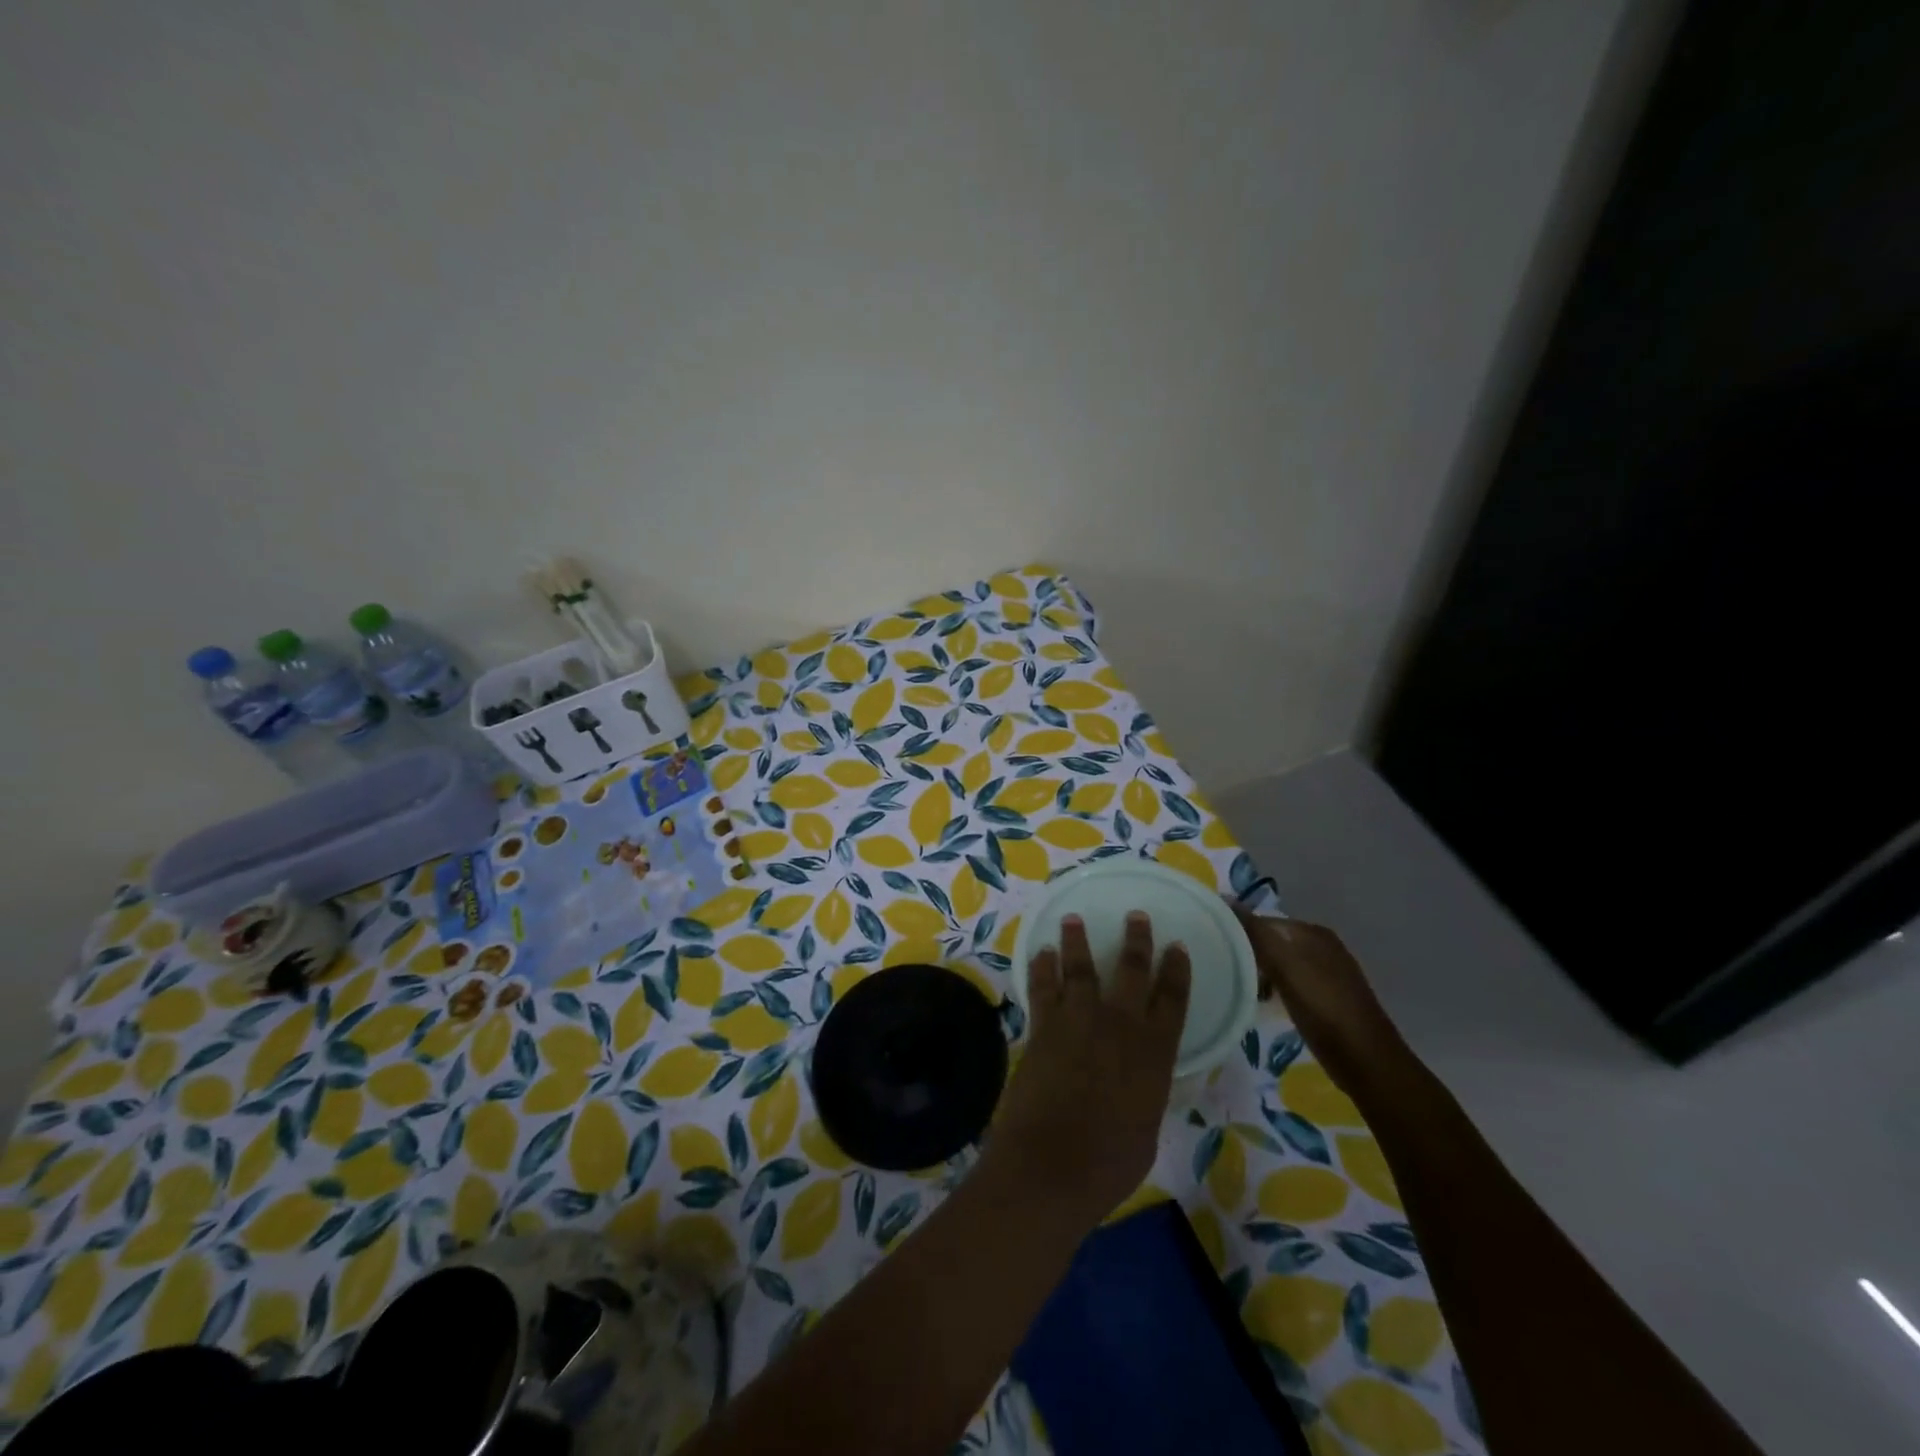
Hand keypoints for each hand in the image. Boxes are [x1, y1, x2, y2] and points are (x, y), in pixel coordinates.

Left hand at [989, 912, 1190, 1228]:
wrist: (1051, 1167)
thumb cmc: (1108, 1164)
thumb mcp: (1146, 1129)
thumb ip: (1146, 1092)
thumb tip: (1143, 1078)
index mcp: (1153, 1054)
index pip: (1172, 1001)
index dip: (1177, 971)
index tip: (1177, 947)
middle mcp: (1119, 1027)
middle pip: (1131, 972)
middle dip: (1136, 941)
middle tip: (1136, 916)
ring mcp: (1078, 1022)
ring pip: (1081, 968)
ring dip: (1078, 941)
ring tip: (1074, 919)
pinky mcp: (1043, 1027)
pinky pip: (1042, 987)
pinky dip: (1042, 968)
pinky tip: (1042, 953)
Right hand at [1234, 908, 1411, 1100]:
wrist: (1366, 1061)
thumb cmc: (1323, 1008)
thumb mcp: (1285, 965)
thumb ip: (1256, 933)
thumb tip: (1226, 899)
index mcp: (1313, 932)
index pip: (1263, 921)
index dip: (1238, 932)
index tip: (1212, 948)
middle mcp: (1322, 946)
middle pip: (1272, 941)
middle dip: (1247, 953)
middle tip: (1220, 969)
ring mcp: (1327, 973)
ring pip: (1279, 963)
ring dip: (1258, 973)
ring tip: (1235, 986)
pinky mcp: (1327, 999)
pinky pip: (1289, 983)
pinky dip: (1273, 989)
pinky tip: (1261, 1003)